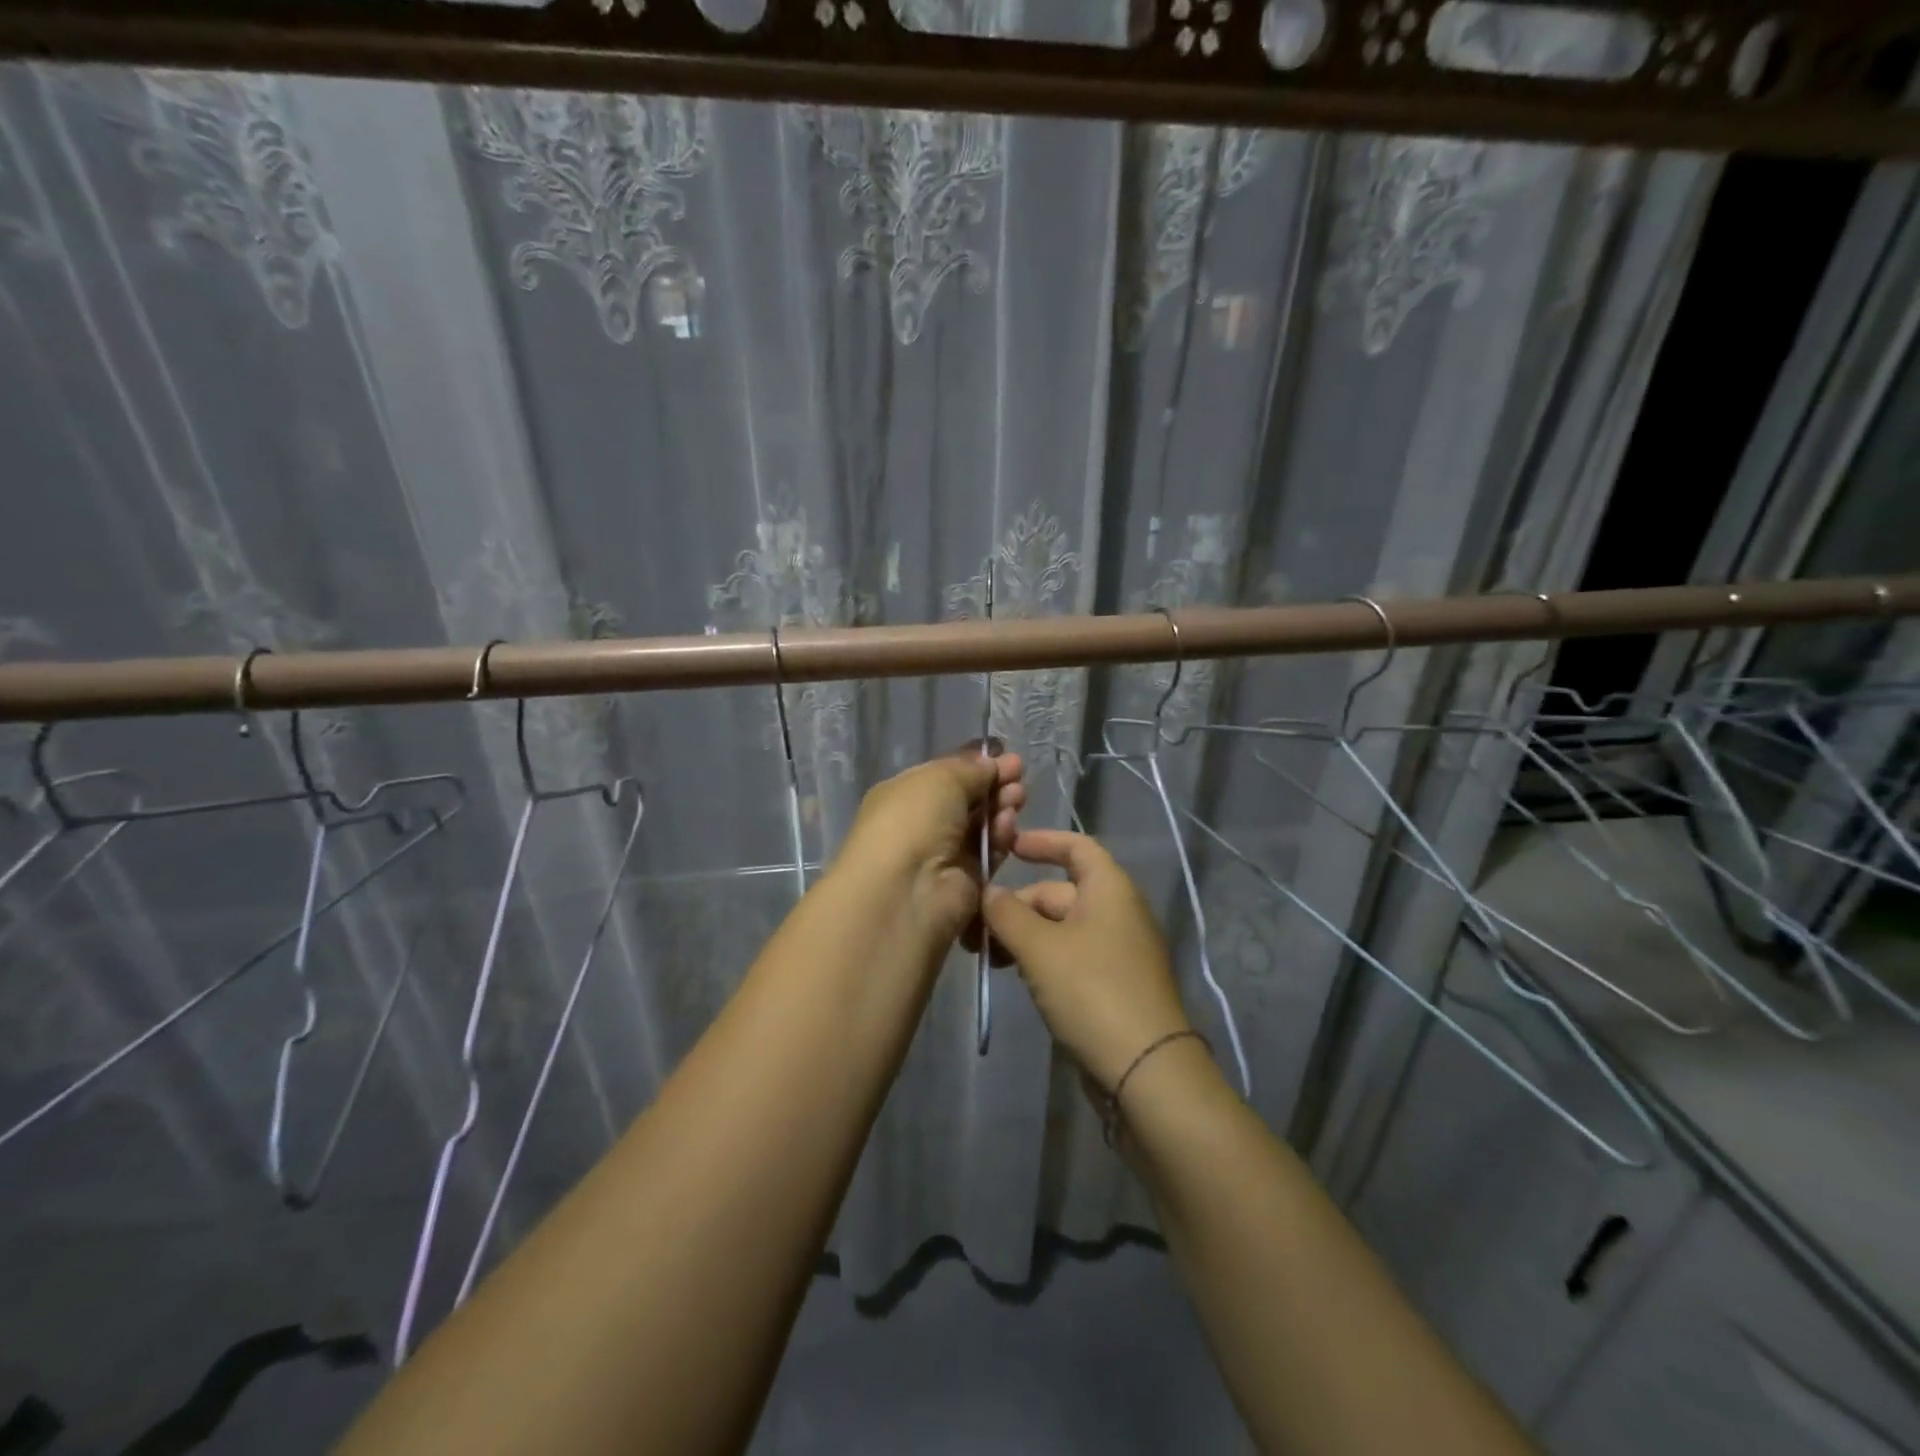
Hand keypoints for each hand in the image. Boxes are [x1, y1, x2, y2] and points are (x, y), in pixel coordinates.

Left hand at [832, 745, 1025, 951]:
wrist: (907, 890)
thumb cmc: (913, 821)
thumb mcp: (940, 778)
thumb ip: (970, 768)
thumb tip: (990, 764)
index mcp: (904, 795)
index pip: (945, 774)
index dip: (975, 764)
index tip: (1006, 755)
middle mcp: (921, 824)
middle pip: (967, 799)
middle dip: (994, 784)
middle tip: (1018, 774)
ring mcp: (944, 854)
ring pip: (981, 825)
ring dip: (1001, 807)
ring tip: (1016, 797)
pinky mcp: (966, 881)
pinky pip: (989, 852)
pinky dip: (1001, 837)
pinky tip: (1008, 824)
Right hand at [981, 829, 1191, 1091]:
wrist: (1145, 1068)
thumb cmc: (1092, 990)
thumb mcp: (1039, 947)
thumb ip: (1007, 913)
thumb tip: (989, 892)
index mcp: (1109, 888)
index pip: (1076, 846)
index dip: (1042, 841)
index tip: (1006, 847)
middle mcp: (1117, 911)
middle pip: (1058, 892)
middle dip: (1016, 906)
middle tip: (975, 931)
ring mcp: (1117, 950)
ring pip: (1060, 928)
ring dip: (1023, 935)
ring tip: (989, 958)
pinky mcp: (1113, 983)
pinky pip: (1071, 955)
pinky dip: (1041, 957)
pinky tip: (1017, 976)